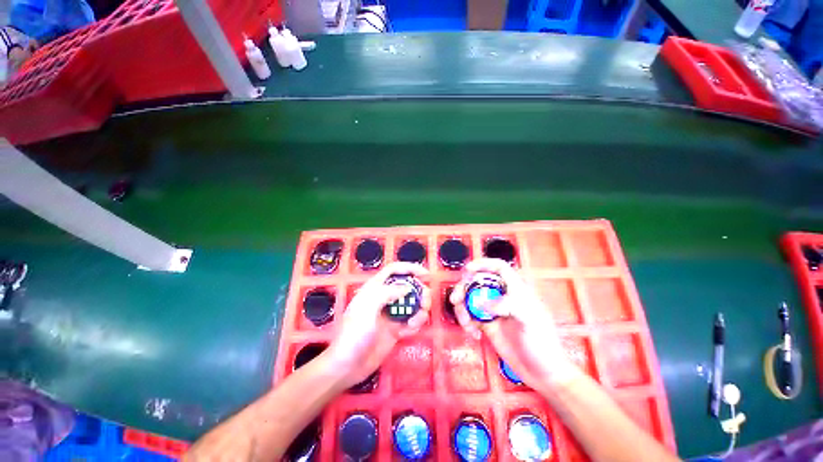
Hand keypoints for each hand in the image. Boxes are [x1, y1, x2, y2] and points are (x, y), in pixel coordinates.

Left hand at [327, 262, 429, 387]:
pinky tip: (409, 332)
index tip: (425, 274)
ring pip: (412, 304)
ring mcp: (390, 314)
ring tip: (416, 322)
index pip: (394, 270)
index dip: (410, 268)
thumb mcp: (368, 307)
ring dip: (419, 310)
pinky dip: (415, 324)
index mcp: (375, 288)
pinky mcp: (395, 329)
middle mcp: (384, 298)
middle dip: (419, 292)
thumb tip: (407, 288)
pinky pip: (411, 321)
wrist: (347, 366)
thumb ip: (387, 292)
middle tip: (425, 303)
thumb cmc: (354, 333)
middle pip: (407, 287)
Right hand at [450, 259, 579, 389]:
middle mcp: (502, 297)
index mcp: (516, 290)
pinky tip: (473, 333)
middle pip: (478, 282)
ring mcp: (493, 311)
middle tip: (455, 299)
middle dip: (464, 288)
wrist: (542, 372)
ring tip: (465, 323)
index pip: (499, 268)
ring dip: (462, 308)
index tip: (467, 270)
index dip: (483, 264)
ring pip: (470, 299)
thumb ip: (507, 305)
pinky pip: (470, 316)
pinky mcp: (486, 325)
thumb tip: (480, 304)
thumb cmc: (542, 342)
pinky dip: (466, 322)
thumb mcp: (530, 319)